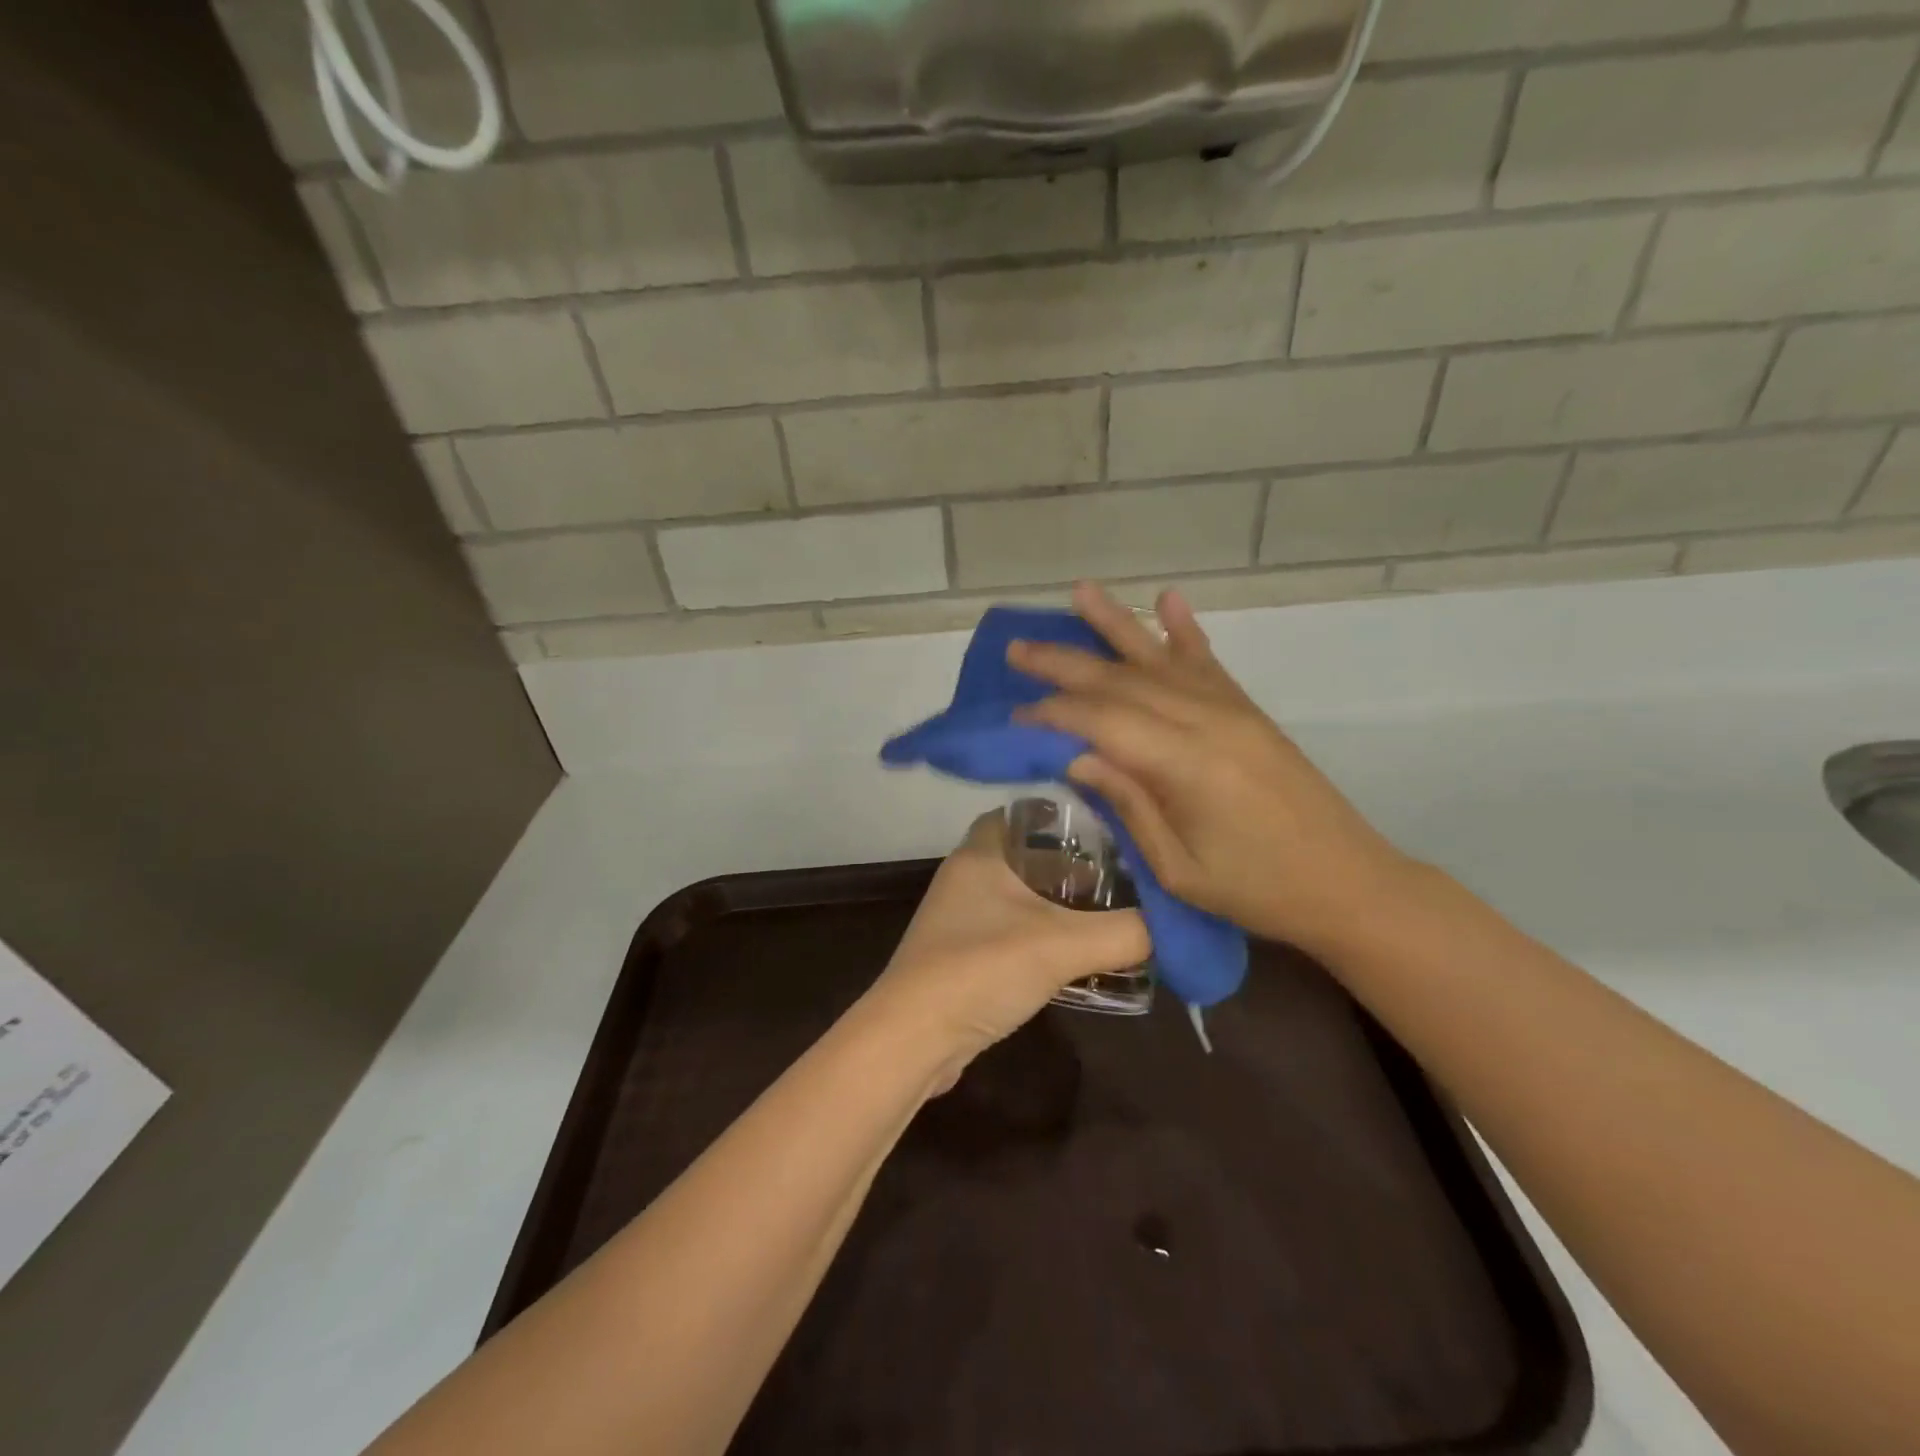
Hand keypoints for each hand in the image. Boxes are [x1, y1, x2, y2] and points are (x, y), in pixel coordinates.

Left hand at [864, 810, 1149, 1083]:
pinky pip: (1011, 932)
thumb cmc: (981, 968)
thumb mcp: (1061, 945)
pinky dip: (1042, 937)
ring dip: (1059, 905)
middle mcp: (966, 877)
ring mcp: (960, 919)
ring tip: (1110, 912)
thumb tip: (1172, 926)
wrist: (914, 1038)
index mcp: (980, 854)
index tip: (1109, 826)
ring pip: (1020, 897)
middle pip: (1026, 856)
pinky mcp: (962, 957)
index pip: (1023, 813)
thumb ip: (1123, 933)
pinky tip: (1077, 956)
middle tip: (1122, 873)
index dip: (1064, 815)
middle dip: (1072, 865)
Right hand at [1008, 582, 1415, 956]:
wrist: (1347, 882)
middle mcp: (1207, 721)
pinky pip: (1207, 661)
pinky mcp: (1247, 711)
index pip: (1103, 720)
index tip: (1015, 714)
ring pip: (1160, 657)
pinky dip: (1184, 629)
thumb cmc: (1256, 890)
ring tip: (1079, 592)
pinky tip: (1169, 598)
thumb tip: (1075, 757)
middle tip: (1018, 649)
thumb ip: (1128, 804)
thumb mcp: (1179, 867)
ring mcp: (1231, 710)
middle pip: (1122, 680)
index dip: (1054, 714)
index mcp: (1186, 765)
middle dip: (1064, 662)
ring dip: (1115, 624)